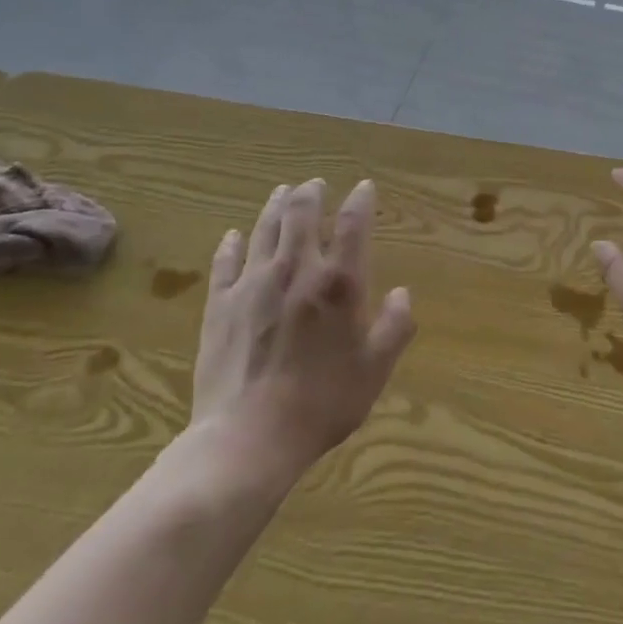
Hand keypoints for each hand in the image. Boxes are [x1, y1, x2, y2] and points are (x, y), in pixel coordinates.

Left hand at [186, 178, 414, 479]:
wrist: (248, 439)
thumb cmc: (322, 404)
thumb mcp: (374, 369)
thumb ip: (394, 327)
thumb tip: (402, 293)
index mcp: (339, 283)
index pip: (353, 224)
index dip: (361, 200)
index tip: (364, 187)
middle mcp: (296, 270)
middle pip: (301, 214)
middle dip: (310, 193)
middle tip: (315, 183)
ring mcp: (253, 284)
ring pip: (264, 229)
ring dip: (275, 206)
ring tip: (282, 191)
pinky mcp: (220, 305)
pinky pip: (225, 263)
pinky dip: (231, 244)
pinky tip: (233, 235)